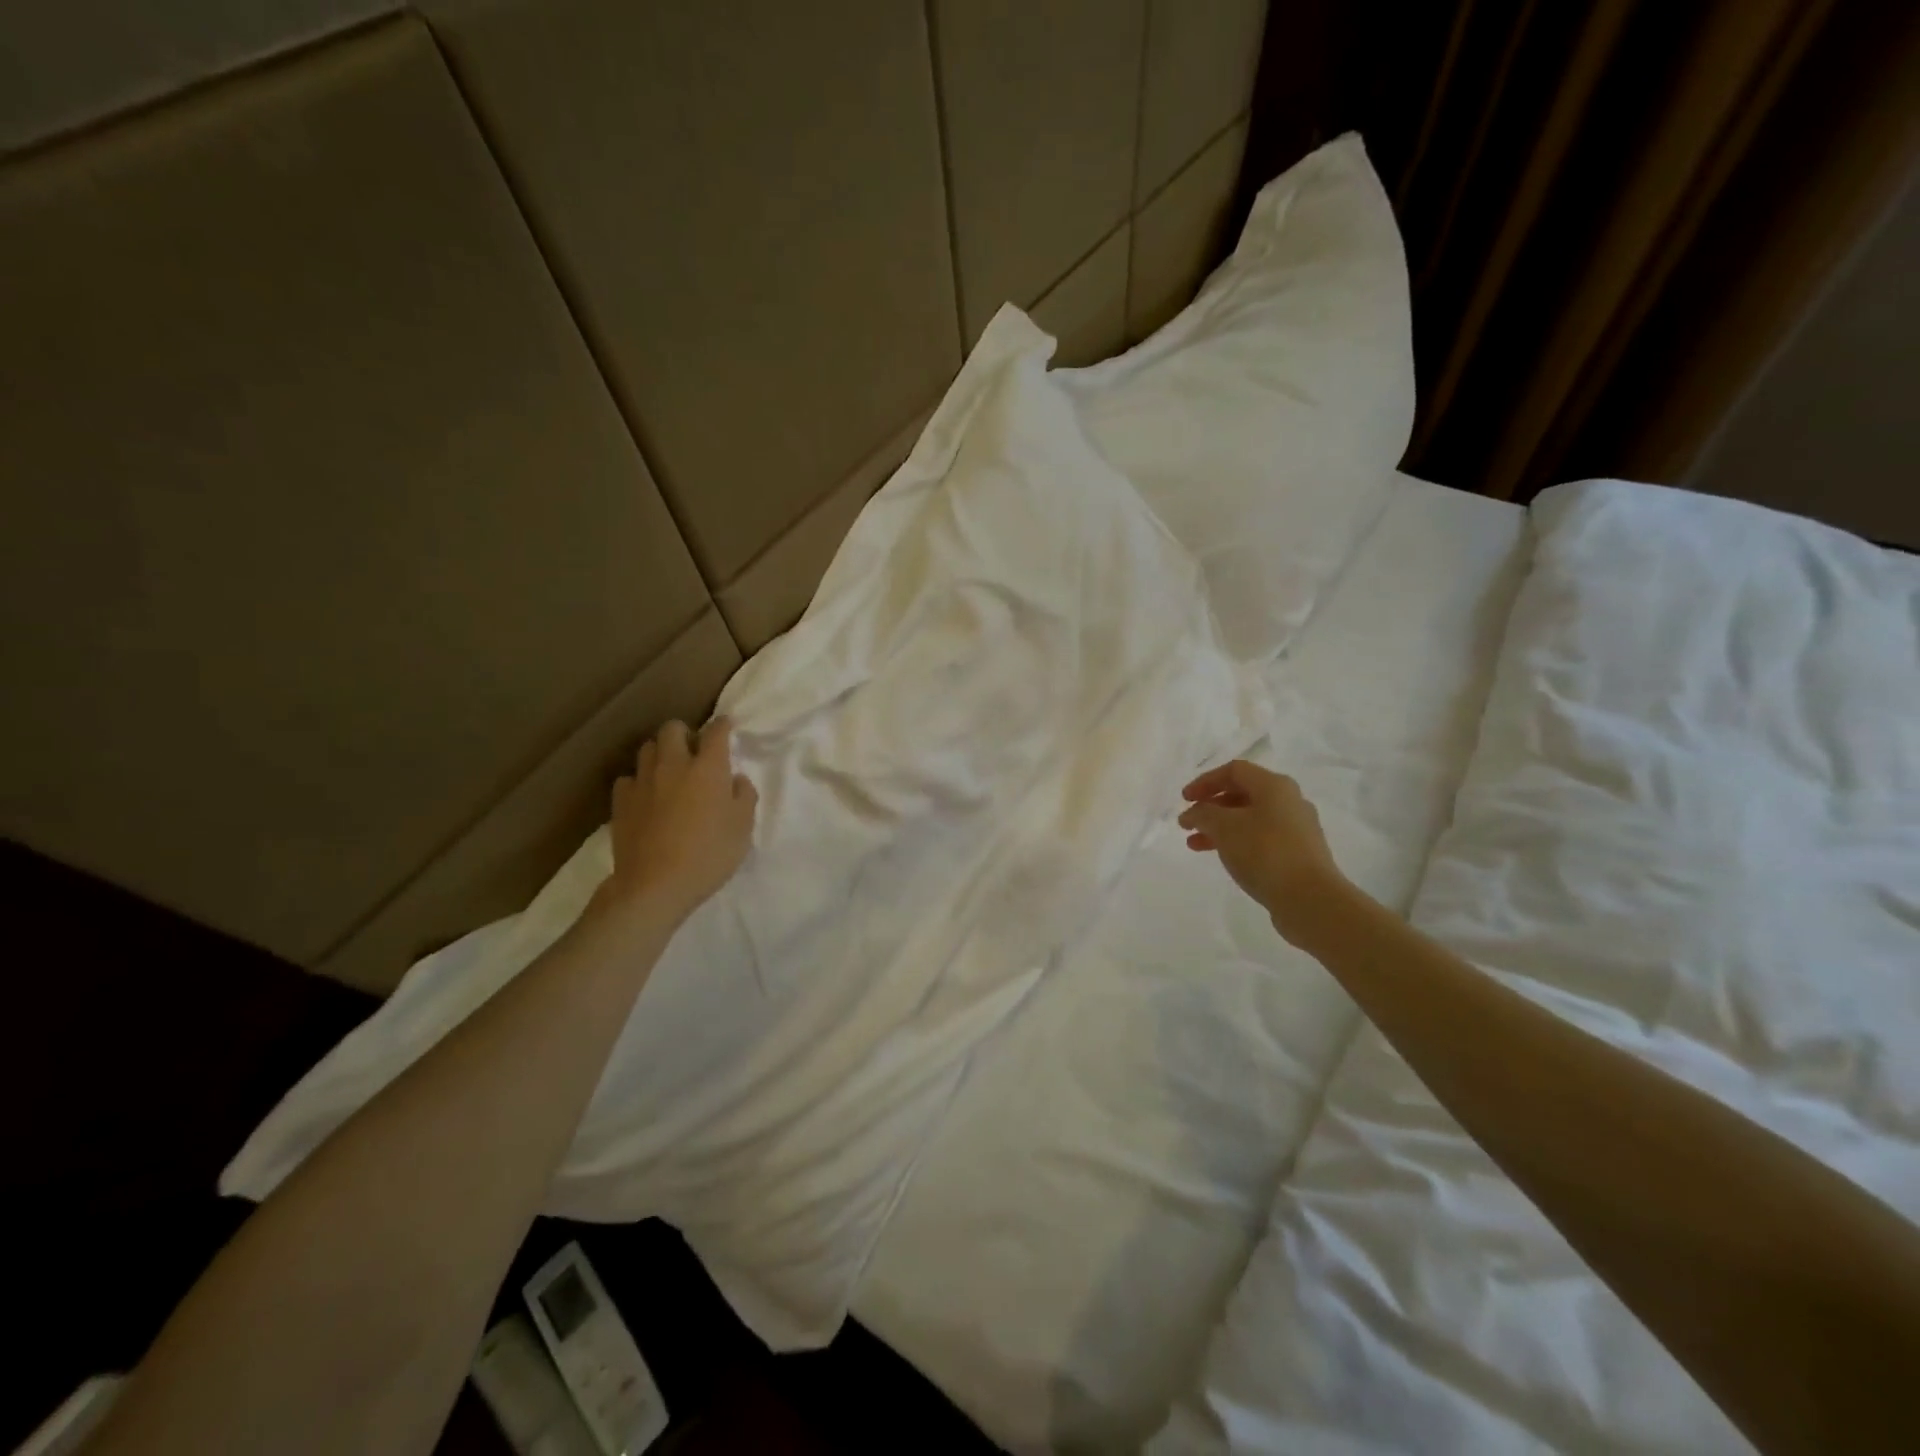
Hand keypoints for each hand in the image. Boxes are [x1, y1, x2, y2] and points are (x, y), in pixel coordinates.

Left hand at [597, 717, 757, 925]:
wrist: (655, 886)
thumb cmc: (709, 855)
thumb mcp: (743, 828)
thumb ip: (744, 796)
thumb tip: (736, 779)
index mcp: (708, 768)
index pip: (716, 731)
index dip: (723, 725)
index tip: (727, 726)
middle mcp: (673, 765)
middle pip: (673, 729)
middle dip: (685, 732)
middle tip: (695, 750)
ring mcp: (643, 782)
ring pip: (647, 748)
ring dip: (661, 752)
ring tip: (669, 770)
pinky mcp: (621, 802)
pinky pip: (629, 778)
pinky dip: (640, 780)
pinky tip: (647, 795)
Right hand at [1178, 761, 1347, 943]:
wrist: (1310, 899)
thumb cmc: (1264, 852)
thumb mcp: (1224, 827)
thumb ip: (1203, 814)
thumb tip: (1194, 813)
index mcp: (1274, 786)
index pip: (1234, 771)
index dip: (1205, 781)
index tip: (1184, 800)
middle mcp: (1289, 801)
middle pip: (1243, 793)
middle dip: (1211, 806)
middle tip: (1188, 823)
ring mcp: (1297, 829)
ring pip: (1250, 819)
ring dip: (1220, 828)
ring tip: (1195, 845)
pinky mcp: (1299, 854)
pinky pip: (1261, 839)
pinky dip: (1238, 843)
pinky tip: (1224, 858)